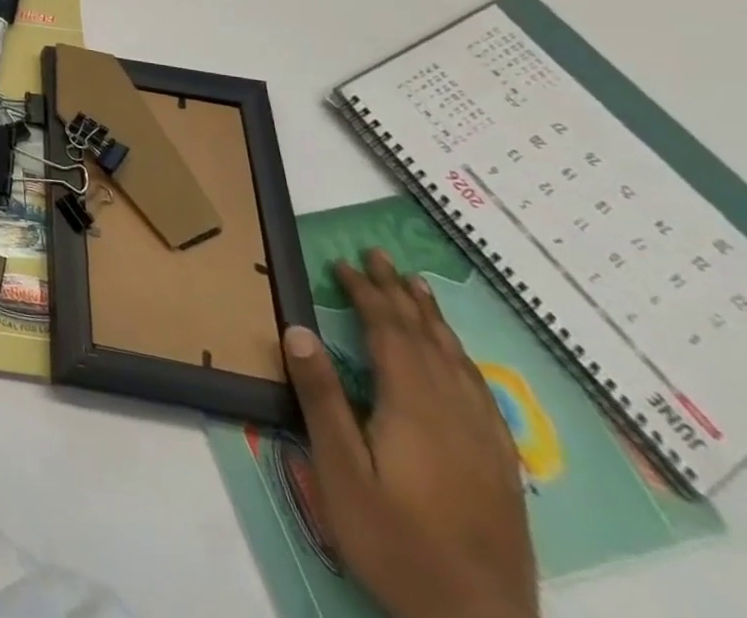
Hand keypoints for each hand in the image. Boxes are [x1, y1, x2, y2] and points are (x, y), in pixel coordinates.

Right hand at [282, 249, 536, 617]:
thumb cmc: (394, 541)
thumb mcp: (339, 470)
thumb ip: (322, 397)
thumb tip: (298, 328)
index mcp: (414, 408)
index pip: (389, 333)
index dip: (366, 294)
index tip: (341, 263)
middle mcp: (455, 414)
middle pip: (427, 339)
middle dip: (400, 294)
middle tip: (380, 256)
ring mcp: (485, 442)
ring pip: (459, 362)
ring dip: (434, 320)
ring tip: (418, 288)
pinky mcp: (500, 467)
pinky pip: (482, 393)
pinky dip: (463, 360)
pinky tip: (458, 360)